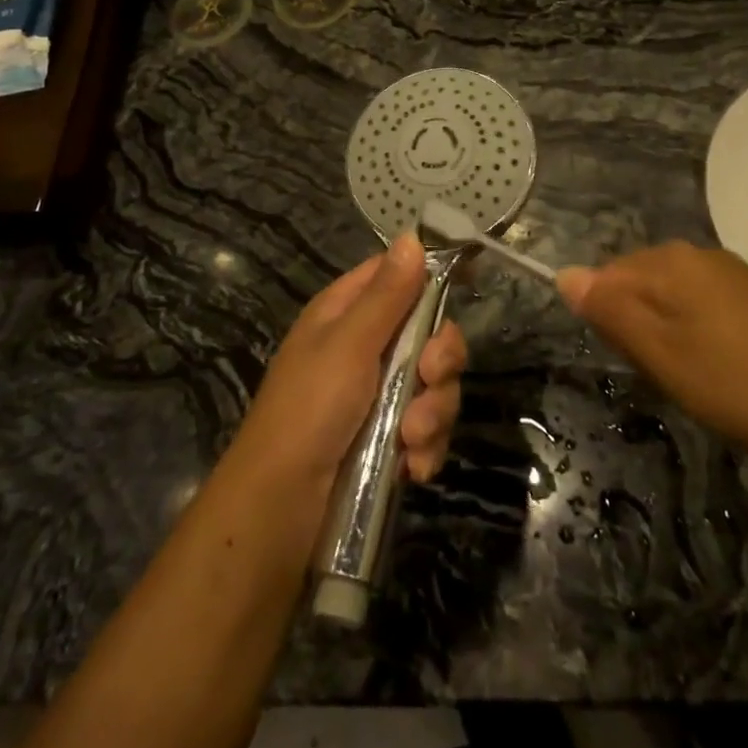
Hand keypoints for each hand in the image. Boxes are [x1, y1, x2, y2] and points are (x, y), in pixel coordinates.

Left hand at [239, 235, 466, 488]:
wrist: (280, 511)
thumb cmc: (309, 410)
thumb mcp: (349, 344)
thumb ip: (387, 295)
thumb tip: (411, 236)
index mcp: (347, 315)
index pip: (396, 276)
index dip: (430, 277)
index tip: (467, 282)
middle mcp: (365, 349)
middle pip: (428, 333)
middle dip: (438, 360)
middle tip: (428, 377)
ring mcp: (378, 397)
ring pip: (434, 386)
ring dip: (431, 413)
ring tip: (410, 439)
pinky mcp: (389, 441)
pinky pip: (428, 431)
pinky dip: (426, 449)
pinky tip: (412, 468)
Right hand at [557, 242, 747, 472]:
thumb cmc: (741, 386)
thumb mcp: (661, 355)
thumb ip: (610, 311)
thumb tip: (564, 274)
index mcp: (670, 261)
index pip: (605, 276)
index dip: (607, 322)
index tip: (632, 362)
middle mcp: (698, 255)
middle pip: (637, 284)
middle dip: (636, 329)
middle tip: (663, 377)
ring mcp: (732, 275)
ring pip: (669, 300)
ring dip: (666, 337)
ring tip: (692, 381)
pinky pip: (701, 309)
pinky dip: (697, 339)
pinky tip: (721, 374)